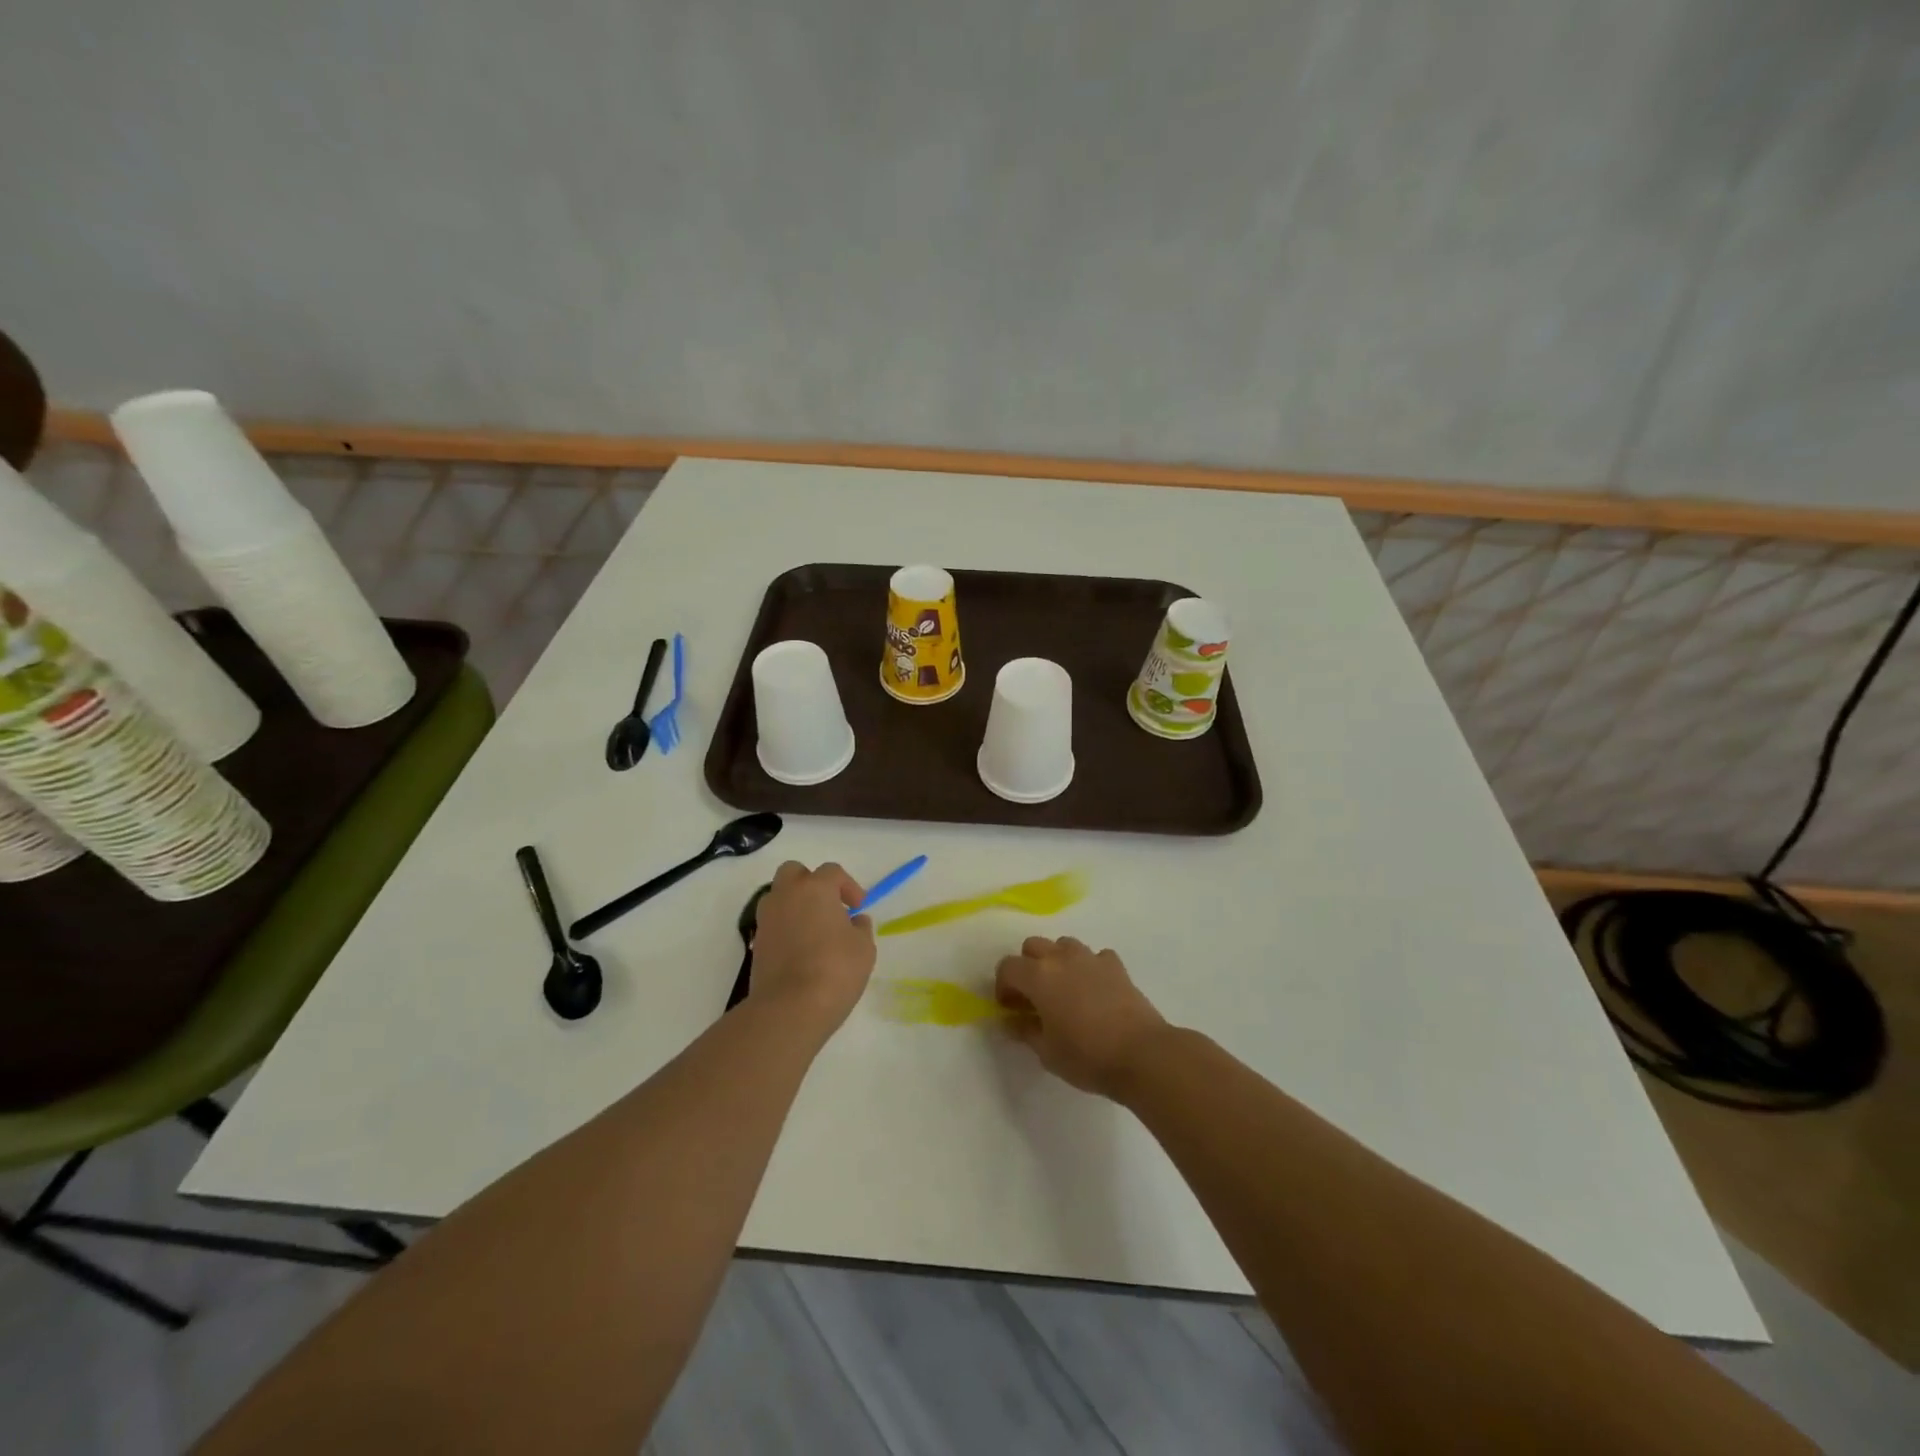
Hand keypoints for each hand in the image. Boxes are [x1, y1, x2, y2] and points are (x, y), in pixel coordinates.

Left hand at [747, 861, 876, 1034]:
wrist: (789, 1008)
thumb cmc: (835, 970)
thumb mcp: (864, 948)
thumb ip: (861, 928)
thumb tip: (855, 921)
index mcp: (815, 888)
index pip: (832, 872)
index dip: (849, 886)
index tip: (858, 907)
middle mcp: (786, 896)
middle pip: (794, 872)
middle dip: (811, 883)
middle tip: (829, 906)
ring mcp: (767, 920)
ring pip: (778, 897)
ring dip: (795, 905)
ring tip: (814, 929)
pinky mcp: (756, 944)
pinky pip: (772, 924)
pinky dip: (785, 928)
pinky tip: (801, 950)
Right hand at [995, 936, 1168, 1097]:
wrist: (1141, 1054)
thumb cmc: (1087, 1056)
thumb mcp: (1047, 1052)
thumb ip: (1025, 1032)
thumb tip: (1011, 1022)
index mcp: (1038, 976)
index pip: (1007, 967)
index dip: (1003, 986)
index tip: (1010, 1009)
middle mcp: (1062, 958)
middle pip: (1033, 946)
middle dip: (1027, 967)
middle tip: (1033, 997)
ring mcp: (1091, 958)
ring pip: (1064, 945)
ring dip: (1057, 961)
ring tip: (1064, 990)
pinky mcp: (1116, 966)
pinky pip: (1095, 956)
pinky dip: (1089, 967)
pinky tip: (1094, 990)